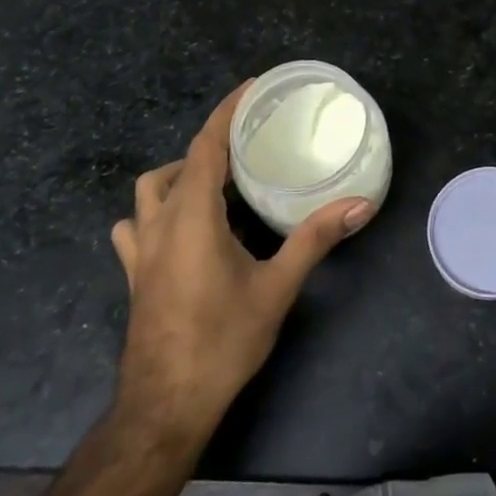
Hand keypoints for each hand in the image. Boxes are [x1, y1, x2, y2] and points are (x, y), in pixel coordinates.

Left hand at [109, 82, 371, 439]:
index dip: (226, 112)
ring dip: (180, 176)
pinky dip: (158, 212)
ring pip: (149, 192)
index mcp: (191, 217)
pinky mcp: (135, 275)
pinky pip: (137, 226)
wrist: (165, 408)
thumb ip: (315, 240)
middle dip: (210, 146)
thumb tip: (359, 205)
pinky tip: (185, 229)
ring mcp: (140, 252)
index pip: (205, 146)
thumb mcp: (276, 288)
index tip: (251, 87)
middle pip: (178, 164)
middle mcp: (159, 225)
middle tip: (250, 148)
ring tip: (219, 185)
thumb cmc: (222, 341)